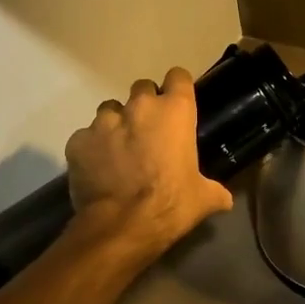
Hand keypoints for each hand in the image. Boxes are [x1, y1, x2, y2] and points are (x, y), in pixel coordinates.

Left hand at [65, 67, 233, 257]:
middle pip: (142, 88)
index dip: (178, 88)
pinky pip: (86, 137)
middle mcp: (139, 107)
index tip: (178, 103)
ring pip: (110, 110)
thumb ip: (215, 191)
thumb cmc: (171, 204)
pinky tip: (98, 169)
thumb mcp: (204, 198)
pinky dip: (92, 148)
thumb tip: (226, 199)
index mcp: (175, 111)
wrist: (122, 227)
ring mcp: (104, 122)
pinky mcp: (78, 141)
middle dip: (145, 106)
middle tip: (149, 132)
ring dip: (116, 124)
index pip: (179, 76)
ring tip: (119, 150)